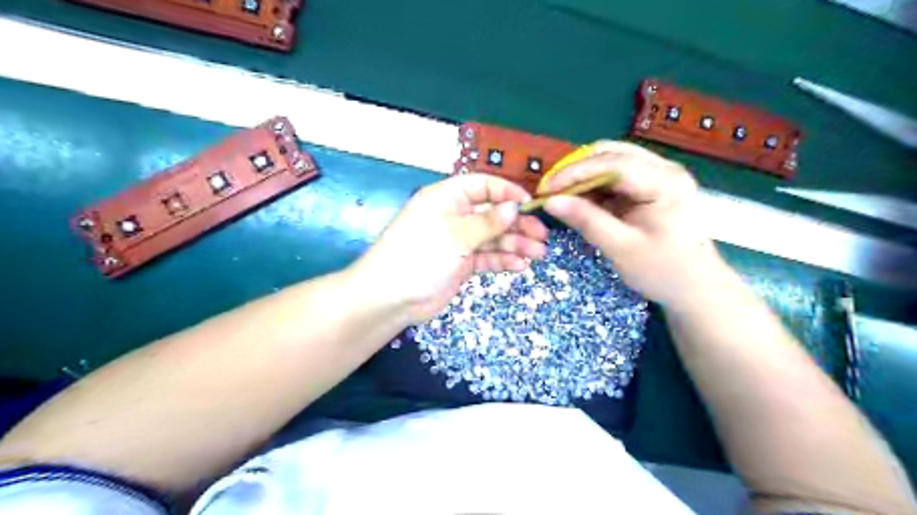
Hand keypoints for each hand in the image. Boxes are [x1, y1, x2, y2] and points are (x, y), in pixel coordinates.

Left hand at [350, 175, 542, 323]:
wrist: (391, 298)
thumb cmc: (420, 255)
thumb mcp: (456, 235)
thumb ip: (488, 222)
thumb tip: (514, 207)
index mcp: (447, 198)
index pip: (482, 186)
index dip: (507, 192)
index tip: (530, 204)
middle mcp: (454, 217)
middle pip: (492, 214)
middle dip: (517, 224)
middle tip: (542, 236)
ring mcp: (458, 242)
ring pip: (492, 238)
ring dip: (515, 244)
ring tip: (539, 254)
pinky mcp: (460, 264)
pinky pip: (486, 258)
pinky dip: (502, 261)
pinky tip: (520, 266)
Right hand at [538, 141, 728, 305]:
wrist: (695, 287)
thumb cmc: (662, 271)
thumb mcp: (620, 248)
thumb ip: (586, 221)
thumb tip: (550, 202)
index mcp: (665, 182)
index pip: (612, 163)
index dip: (574, 172)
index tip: (546, 188)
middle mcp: (665, 169)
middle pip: (611, 154)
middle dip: (577, 170)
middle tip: (551, 192)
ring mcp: (660, 174)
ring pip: (611, 161)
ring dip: (584, 177)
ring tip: (562, 197)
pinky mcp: (652, 185)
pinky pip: (616, 176)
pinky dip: (595, 186)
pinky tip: (581, 202)